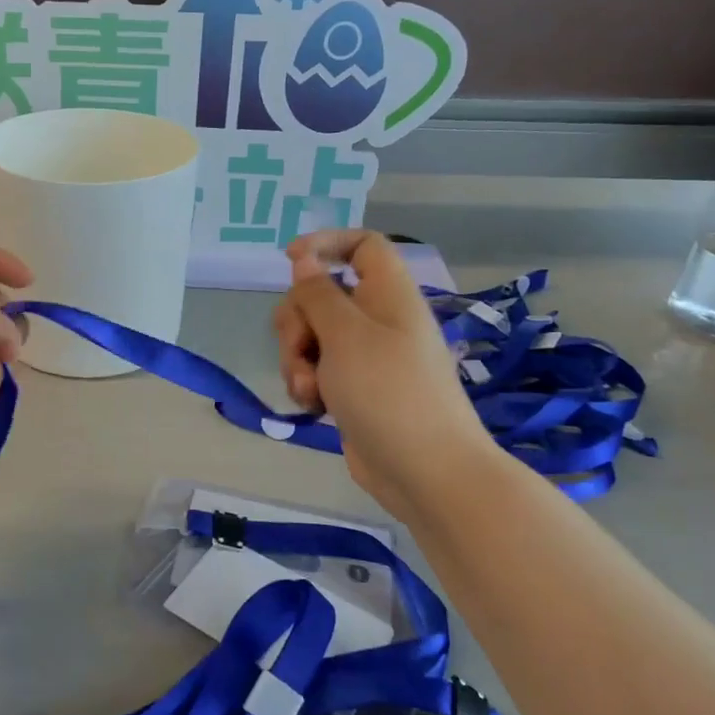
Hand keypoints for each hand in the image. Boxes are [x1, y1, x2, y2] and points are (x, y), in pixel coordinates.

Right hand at [273, 230, 495, 511]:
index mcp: (388, 294)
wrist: (425, 471)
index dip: (326, 243)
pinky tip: (313, 407)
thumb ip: (318, 294)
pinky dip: (308, 383)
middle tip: (302, 349)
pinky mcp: (353, 389)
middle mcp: (377, 319)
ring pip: (312, 336)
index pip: (362, 245)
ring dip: (298, 359)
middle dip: (297, 322)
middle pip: (322, 295)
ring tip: (310, 391)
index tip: (290, 260)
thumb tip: (304, 260)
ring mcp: (366, 357)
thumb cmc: (389, 392)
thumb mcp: (345, 335)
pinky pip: (318, 370)